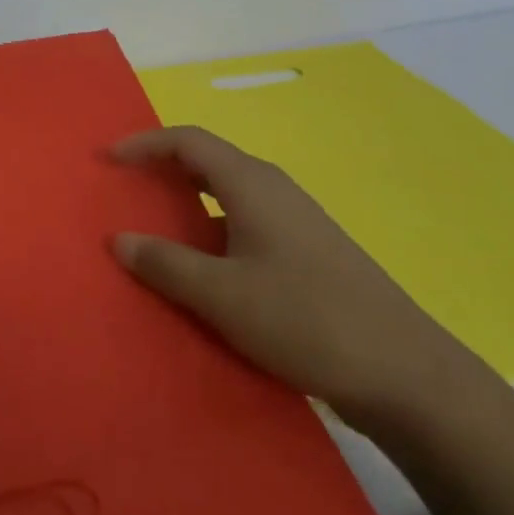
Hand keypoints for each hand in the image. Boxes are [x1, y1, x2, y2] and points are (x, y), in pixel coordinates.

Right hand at [112, 126, 479, 428]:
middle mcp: (274, 189)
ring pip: (228, 196)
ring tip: (155, 232)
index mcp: (251, 183)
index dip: (144, 144)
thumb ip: (165, 264)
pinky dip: (213, 233)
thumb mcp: (223, 295)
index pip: (187, 140)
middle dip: (163, 170)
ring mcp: (296, 221)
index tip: (107, 160)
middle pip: (207, 161)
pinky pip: (245, 224)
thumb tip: (118, 239)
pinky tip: (205, 273)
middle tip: (125, 190)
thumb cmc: (305, 319)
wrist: (406, 374)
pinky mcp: (309, 253)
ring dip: (187, 205)